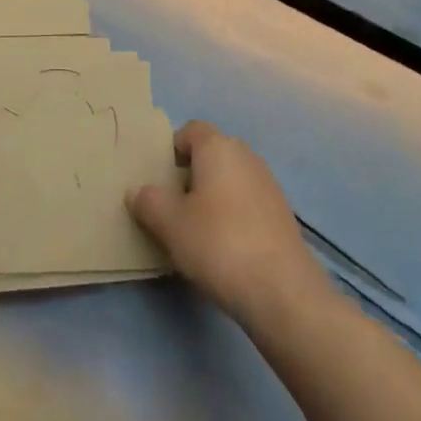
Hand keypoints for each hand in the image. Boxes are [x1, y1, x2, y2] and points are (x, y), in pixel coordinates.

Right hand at [129, 120, 325, 330]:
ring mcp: (269, 184)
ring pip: (231, 179)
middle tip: (172, 205)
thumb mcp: (170, 224)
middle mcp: (246, 156)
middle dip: (191, 174)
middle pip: (212, 153)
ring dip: (213, 196)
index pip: (191, 130)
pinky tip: (225, 247)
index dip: (172, 148)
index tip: (159, 177)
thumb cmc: (218, 243)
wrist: (282, 290)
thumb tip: (137, 191)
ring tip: (196, 230)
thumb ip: (149, 202)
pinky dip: (233, 215)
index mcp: (218, 147)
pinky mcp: (282, 214)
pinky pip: (248, 202)